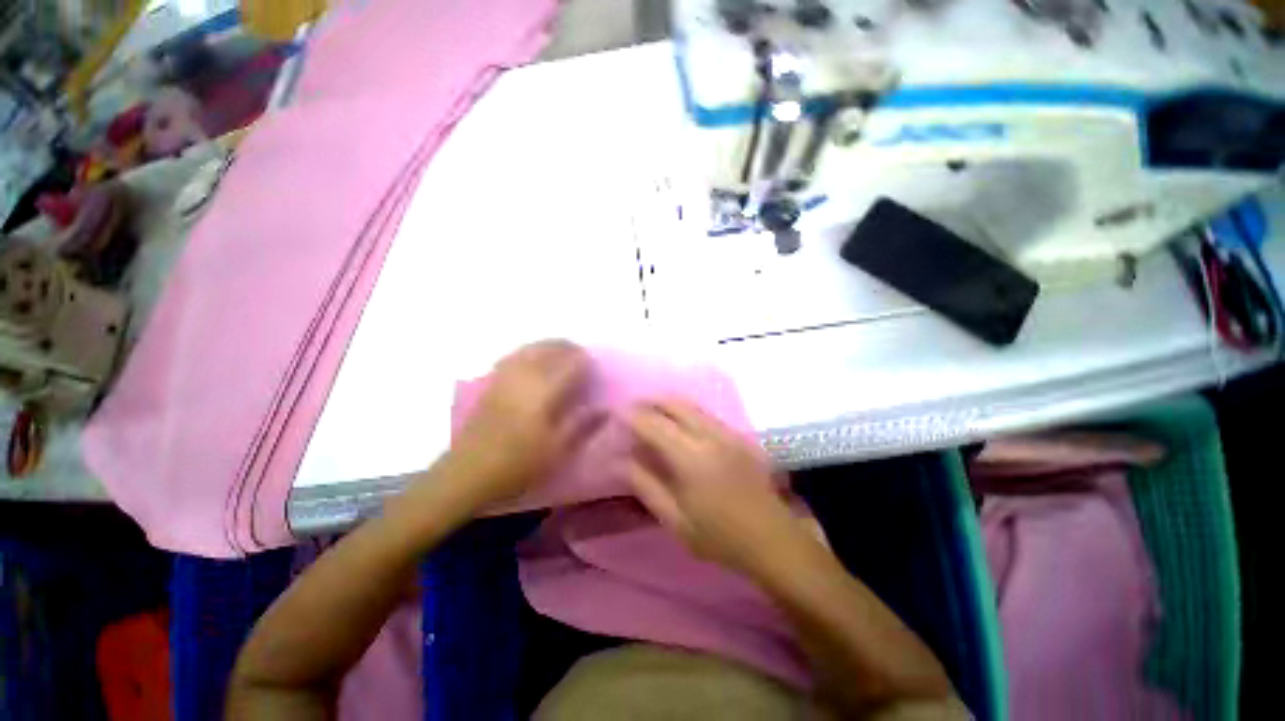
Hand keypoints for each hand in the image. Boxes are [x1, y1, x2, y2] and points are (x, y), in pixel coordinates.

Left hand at [450, 341, 595, 506]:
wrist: (467, 474)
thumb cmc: (518, 465)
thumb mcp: (557, 450)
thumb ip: (582, 425)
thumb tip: (605, 409)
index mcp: (544, 391)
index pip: (571, 363)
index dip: (586, 361)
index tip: (596, 367)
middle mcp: (524, 375)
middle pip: (550, 348)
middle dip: (569, 348)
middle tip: (582, 358)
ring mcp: (505, 376)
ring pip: (531, 348)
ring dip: (550, 346)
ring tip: (562, 353)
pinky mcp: (492, 382)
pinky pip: (515, 355)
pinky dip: (530, 351)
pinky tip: (534, 360)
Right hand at [625, 399, 803, 575]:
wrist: (772, 540)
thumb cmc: (719, 537)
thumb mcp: (674, 519)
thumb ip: (645, 486)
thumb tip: (620, 461)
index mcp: (690, 457)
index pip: (653, 424)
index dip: (632, 416)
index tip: (617, 413)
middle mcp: (709, 435)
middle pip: (675, 403)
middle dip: (651, 401)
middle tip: (634, 410)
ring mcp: (728, 432)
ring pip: (692, 405)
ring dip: (669, 404)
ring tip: (653, 413)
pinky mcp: (740, 436)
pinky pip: (706, 414)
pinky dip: (687, 412)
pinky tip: (681, 425)